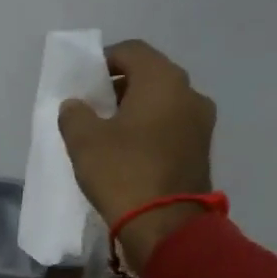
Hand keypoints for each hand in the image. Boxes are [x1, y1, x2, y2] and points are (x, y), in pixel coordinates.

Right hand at [58, 39, 217, 271]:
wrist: (165, 226)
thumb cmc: (122, 173)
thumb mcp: (83, 141)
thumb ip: (75, 114)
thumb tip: (77, 105)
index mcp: (163, 80)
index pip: (131, 51)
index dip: (104, 60)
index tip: (84, 82)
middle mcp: (189, 93)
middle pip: (150, 76)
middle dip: (120, 87)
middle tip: (93, 108)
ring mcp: (201, 123)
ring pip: (163, 103)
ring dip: (136, 110)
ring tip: (108, 133)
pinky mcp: (201, 150)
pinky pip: (171, 127)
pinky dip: (150, 130)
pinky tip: (129, 152)